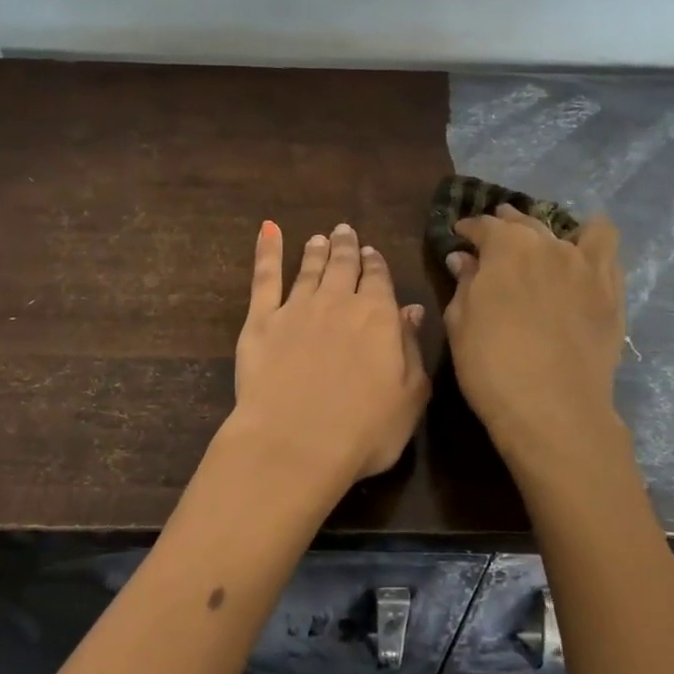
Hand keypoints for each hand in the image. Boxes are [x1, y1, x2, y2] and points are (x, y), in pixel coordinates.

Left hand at [228, 221, 429, 503]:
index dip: (375, 264)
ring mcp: (297, 308)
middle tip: (345, 232)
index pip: (378, 279)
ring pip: (309, 269)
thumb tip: (412, 310)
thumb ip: (411, 348)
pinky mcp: (261, 321)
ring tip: (319, 238)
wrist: (295, 443)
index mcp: (378, 317)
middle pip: (343, 266)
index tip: (372, 253)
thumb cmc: (363, 430)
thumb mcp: (409, 396)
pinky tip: (268, 230)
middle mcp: (338, 302)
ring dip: (316, 251)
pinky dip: (267, 250)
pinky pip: (265, 277)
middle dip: (346, 247)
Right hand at [443, 205, 627, 480]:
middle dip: (506, 227)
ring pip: (570, 230)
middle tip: (495, 242)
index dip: (469, 229)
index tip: (461, 236)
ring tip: (543, 244)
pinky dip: (592, 243)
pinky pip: (608, 250)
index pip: (484, 225)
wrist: (553, 409)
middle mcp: (548, 244)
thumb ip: (464, 283)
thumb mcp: (460, 322)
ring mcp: (586, 265)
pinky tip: (583, 255)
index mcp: (506, 246)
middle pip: (525, 223)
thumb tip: (464, 258)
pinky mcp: (611, 291)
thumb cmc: (492, 365)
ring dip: (551, 231)